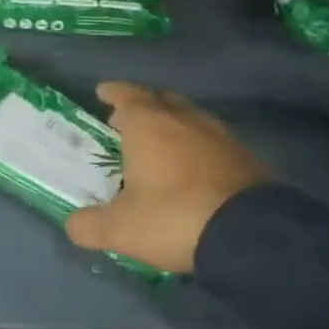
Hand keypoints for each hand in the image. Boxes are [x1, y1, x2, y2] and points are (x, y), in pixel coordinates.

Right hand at [64, 82, 267, 275]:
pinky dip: (201, 149)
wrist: (253, 236)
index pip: (126, 95)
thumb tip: (74, 225)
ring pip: (193, 119)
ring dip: (175, 126)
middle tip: (128, 120)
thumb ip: (90, 225)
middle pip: (162, 100)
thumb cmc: (173, 218)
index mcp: (148, 124)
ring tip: (163, 144)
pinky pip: (216, 144)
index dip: (113, 92)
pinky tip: (197, 170)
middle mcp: (185, 121)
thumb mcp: (119, 229)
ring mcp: (222, 138)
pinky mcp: (250, 161)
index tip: (103, 92)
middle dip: (144, 105)